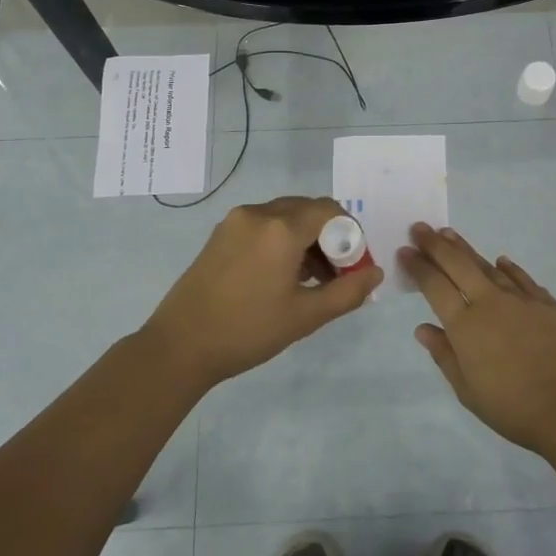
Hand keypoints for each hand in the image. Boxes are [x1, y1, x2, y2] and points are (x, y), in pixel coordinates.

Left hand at [139, 196, 383, 389]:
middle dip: (328, 237)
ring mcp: (235, 221)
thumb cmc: (248, 331)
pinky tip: (280, 276)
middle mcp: (258, 213)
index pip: (330, 211)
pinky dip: (281, 240)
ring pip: (284, 216)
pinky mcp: (220, 234)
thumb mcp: (306, 316)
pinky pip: (263, 225)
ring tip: (309, 280)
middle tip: (335, 275)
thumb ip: (348, 292)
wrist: (180, 345)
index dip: (350, 235)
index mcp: (281, 229)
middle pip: (307, 210)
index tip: (353, 266)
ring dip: (305, 238)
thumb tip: (375, 273)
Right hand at [398, 223, 555, 453]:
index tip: (405, 250)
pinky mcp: (549, 305)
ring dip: (467, 249)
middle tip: (420, 228)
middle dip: (435, 244)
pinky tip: (501, 261)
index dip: (418, 266)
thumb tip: (423, 328)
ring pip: (488, 266)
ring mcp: (522, 300)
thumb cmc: (512, 407)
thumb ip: (444, 354)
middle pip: (458, 264)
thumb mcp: (467, 390)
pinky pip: (523, 279)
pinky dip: (508, 268)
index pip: (434, 286)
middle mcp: (490, 303)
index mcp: (465, 325)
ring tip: (450, 235)